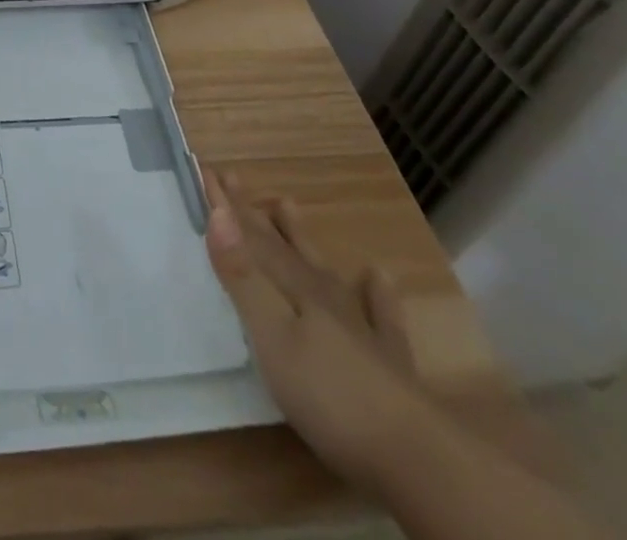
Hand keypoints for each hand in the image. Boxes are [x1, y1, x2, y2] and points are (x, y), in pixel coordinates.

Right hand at [201, 166, 440, 497]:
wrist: (418, 456)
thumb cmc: (330, 394)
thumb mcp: (272, 336)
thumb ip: (244, 277)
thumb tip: (218, 214)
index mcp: (294, 289)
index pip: (252, 238)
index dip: (228, 205)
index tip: (208, 169)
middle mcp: (325, 297)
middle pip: (283, 247)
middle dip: (255, 213)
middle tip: (236, 177)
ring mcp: (361, 327)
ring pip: (324, 269)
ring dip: (302, 238)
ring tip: (287, 204)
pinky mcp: (389, 362)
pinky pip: (382, 316)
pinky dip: (377, 293)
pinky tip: (379, 277)